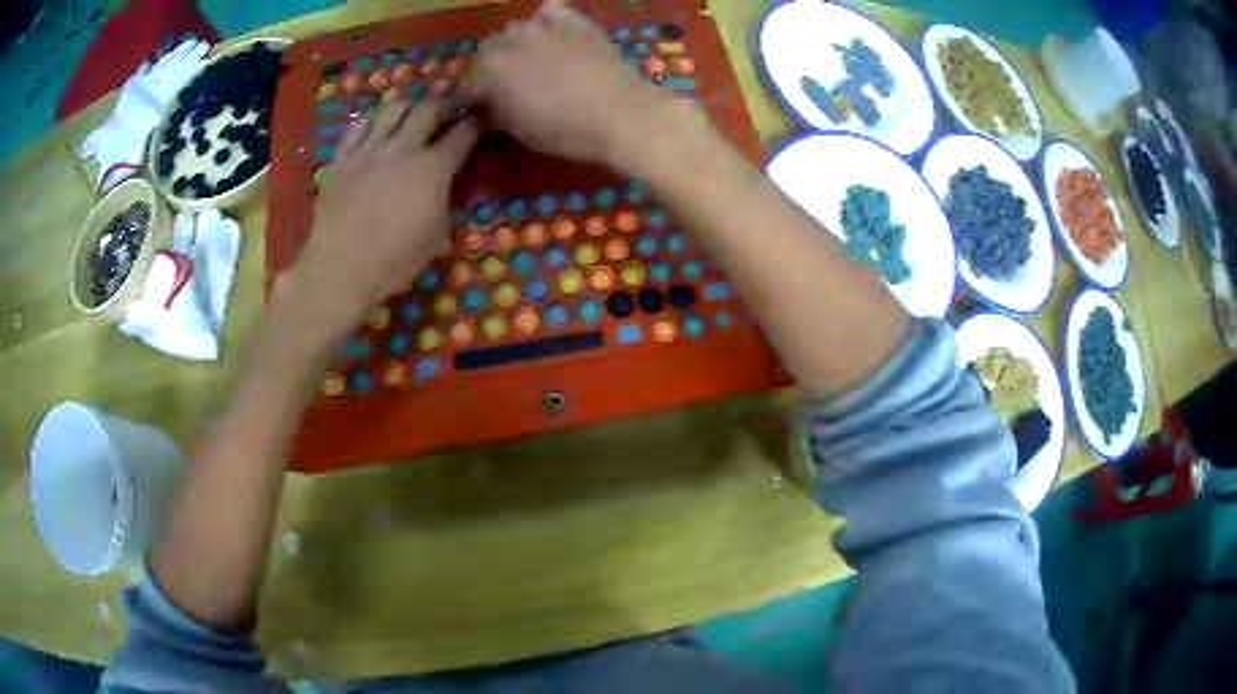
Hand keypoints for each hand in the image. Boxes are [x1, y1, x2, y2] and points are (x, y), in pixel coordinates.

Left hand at [292, 99, 477, 339]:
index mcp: (433, 167)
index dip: (475, 122)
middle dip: (443, 101)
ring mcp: (369, 149)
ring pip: (392, 110)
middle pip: (428, 110)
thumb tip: (442, 184)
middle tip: (448, 98)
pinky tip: (373, 122)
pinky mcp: (342, 159)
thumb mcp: (437, 234)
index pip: (463, 134)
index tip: (481, 116)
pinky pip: (356, 127)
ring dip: (406, 104)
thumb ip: (443, 199)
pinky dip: (369, 120)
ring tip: (410, 105)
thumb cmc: (395, 259)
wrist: (341, 268)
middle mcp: (403, 148)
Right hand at [472, 0, 664, 166]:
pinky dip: (549, 20)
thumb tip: (485, 110)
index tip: (486, 108)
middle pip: (489, 48)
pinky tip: (556, 34)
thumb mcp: (518, 131)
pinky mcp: (575, 21)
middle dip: (494, 65)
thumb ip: (494, 114)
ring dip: (519, 43)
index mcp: (489, 69)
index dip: (475, 95)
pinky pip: (552, 12)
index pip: (468, 80)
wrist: (621, 114)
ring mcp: (544, 26)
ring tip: (535, 60)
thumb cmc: (564, 130)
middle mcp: (510, 40)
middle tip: (510, 85)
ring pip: (518, 29)